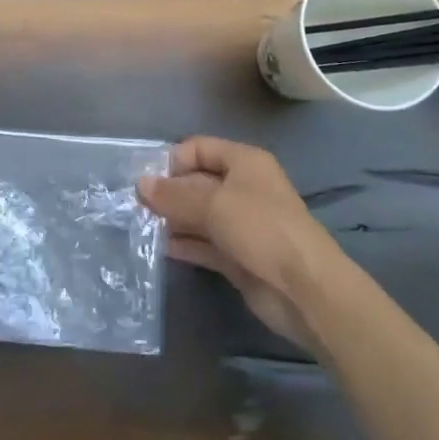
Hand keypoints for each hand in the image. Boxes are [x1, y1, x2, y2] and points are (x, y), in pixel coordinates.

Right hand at [137, 135, 337, 348]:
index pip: (199, 148)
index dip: (172, 160)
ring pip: (198, 214)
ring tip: (137, 226)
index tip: (145, 180)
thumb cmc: (261, 229)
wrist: (305, 290)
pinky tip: (156, 247)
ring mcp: (240, 224)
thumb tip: (139, 185)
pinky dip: (183, 243)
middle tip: (132, 205)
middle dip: (167, 192)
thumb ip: (174, 195)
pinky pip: (203, 243)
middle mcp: (242, 188)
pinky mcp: (237, 256)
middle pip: (196, 181)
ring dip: (172, 219)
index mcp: (244, 162)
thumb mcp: (213, 204)